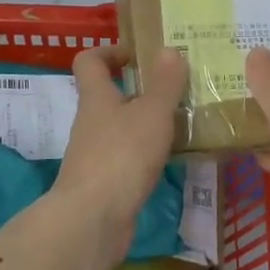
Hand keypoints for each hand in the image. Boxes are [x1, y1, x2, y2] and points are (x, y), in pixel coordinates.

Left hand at [55, 46, 185, 243]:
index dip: (109, 51)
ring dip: (145, 122)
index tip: (137, 55)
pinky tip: (171, 158)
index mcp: (96, 97)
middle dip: (138, 90)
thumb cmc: (122, 156)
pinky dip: (146, 152)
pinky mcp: (104, 182)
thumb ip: (163, 83)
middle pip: (108, 95)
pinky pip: (126, 156)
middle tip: (174, 89)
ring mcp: (94, 154)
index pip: (89, 61)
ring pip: (120, 127)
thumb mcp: (151, 114)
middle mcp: (90, 122)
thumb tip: (168, 49)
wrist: (93, 220)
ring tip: (180, 121)